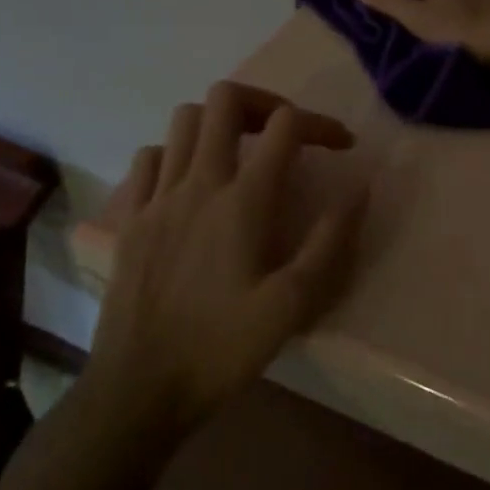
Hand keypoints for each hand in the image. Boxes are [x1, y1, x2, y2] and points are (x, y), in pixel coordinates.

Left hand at [86, 81, 365, 434]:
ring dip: (218, 122)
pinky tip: (189, 182)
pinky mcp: (130, 217)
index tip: (342, 147)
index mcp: (243, 201)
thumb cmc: (220, 349)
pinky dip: (175, 153)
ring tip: (240, 152)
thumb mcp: (291, 306)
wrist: (138, 390)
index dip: (321, 123)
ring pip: (184, 119)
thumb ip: (330, 243)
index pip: (285, 126)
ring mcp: (157, 197)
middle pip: (225, 100)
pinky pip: (149, 158)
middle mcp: (198, 183)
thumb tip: (359, 189)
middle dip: (264, 102)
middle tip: (285, 133)